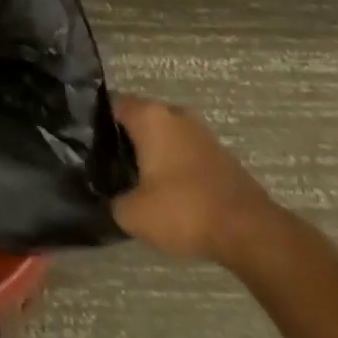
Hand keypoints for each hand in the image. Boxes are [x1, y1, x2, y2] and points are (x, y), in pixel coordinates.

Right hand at [110, 95, 280, 264]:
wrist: (252, 234)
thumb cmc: (184, 210)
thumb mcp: (132, 214)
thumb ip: (113, 200)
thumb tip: (112, 198)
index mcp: (150, 116)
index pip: (111, 104)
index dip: (96, 121)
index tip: (86, 142)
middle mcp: (175, 115)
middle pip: (140, 119)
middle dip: (125, 138)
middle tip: (108, 163)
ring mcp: (202, 134)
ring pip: (165, 136)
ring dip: (153, 153)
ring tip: (137, 180)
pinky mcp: (222, 156)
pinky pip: (185, 152)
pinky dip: (175, 166)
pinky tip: (167, 192)